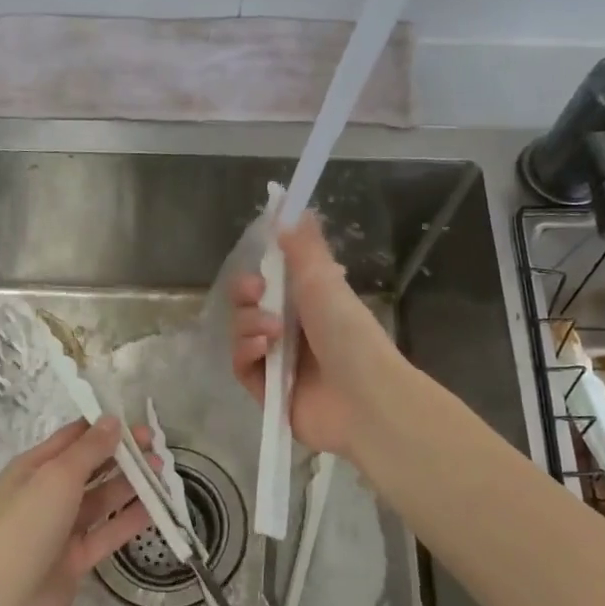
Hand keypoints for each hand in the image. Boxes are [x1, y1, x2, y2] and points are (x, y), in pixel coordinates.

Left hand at [0, 417, 152, 605]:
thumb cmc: (25, 530)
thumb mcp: (56, 478)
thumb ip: (88, 449)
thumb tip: (111, 420)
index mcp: (30, 470)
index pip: (70, 439)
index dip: (102, 428)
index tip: (137, 422)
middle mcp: (44, 496)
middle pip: (88, 469)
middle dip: (121, 456)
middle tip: (157, 448)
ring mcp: (59, 530)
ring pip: (100, 501)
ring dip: (129, 486)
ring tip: (162, 474)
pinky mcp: (73, 560)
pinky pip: (105, 533)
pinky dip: (128, 521)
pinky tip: (155, 510)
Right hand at [229, 214, 403, 457]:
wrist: (364, 399)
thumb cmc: (348, 334)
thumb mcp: (325, 281)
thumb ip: (303, 245)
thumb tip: (290, 206)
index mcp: (309, 304)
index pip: (270, 282)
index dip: (257, 272)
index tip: (258, 263)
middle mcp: (292, 331)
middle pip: (248, 306)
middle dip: (246, 296)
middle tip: (257, 293)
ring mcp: (279, 362)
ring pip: (241, 333)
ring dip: (249, 325)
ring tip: (273, 334)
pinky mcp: (267, 392)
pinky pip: (241, 365)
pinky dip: (247, 353)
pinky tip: (264, 351)